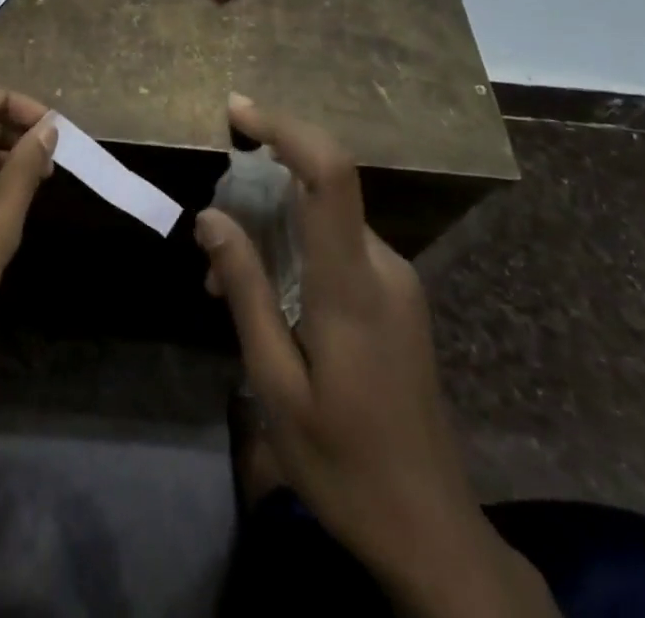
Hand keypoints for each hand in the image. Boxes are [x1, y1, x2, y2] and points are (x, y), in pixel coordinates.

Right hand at [197, 94, 555, 616]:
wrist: (434, 534)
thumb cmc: (344, 464)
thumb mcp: (275, 384)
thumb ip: (245, 290)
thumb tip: (211, 217)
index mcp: (352, 285)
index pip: (330, 174)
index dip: (285, 128)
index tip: (237, 111)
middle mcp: (383, 267)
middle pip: (319, 189)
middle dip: (258, 191)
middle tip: (210, 241)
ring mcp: (397, 282)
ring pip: (325, 219)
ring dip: (272, 228)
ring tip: (224, 283)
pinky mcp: (398, 299)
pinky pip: (338, 247)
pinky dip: (295, 250)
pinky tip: (267, 300)